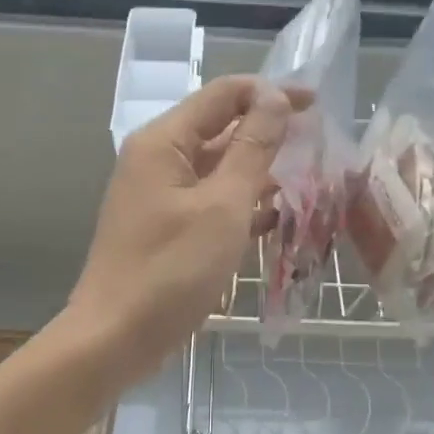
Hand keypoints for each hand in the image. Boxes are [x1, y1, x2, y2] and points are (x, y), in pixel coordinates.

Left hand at [68, 75, 295, 387]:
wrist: (115, 339)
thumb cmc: (171, 271)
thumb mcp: (222, 207)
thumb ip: (252, 149)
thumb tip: (274, 97)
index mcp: (163, 142)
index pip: (223, 95)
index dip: (271, 93)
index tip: (317, 105)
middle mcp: (158, 160)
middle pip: (220, 129)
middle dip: (269, 133)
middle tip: (319, 145)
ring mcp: (160, 196)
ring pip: (218, 168)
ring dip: (260, 172)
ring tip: (308, 179)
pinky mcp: (167, 228)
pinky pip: (210, 202)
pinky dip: (242, 205)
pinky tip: (276, 219)